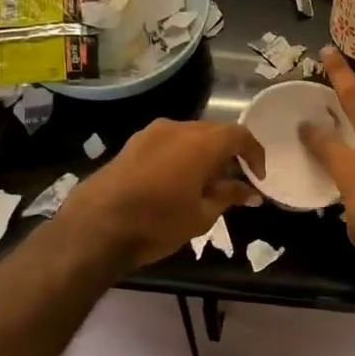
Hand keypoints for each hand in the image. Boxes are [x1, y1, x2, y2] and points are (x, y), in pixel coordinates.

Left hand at [59, 118, 264, 267]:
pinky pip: (168, 142)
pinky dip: (182, 155)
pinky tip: (177, 181)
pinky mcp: (132, 143)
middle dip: (229, 153)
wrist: (95, 227)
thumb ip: (229, 196)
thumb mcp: (201, 215)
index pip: (240, 136)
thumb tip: (251, 192)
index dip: (254, 154)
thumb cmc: (157, 223)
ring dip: (204, 153)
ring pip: (189, 135)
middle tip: (234, 181)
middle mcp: (178, 128)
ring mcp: (151, 133)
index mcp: (201, 142)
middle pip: (214, 132)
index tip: (258, 177)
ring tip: (205, 183)